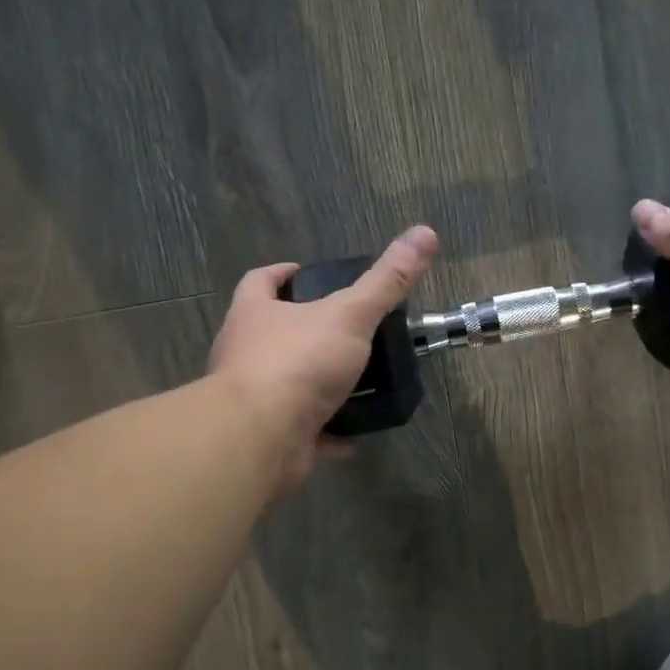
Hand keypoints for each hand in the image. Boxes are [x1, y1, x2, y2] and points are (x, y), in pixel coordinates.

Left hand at [208, 226, 438, 489]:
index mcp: (255, 314)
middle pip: (272, 333)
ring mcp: (252, 398)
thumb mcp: (350, 314)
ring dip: (317, 385)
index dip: (283, 274)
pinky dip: (326, 432)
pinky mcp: (266, 436)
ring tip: (357, 382)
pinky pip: (300, 431)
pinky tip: (353, 436)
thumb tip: (424, 233)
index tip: (308, 274)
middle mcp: (244, 352)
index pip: (260, 281)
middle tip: (346, 331)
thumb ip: (386, 280)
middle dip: (305, 331)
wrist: (261, 436)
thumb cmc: (298, 362)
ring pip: (286, 384)